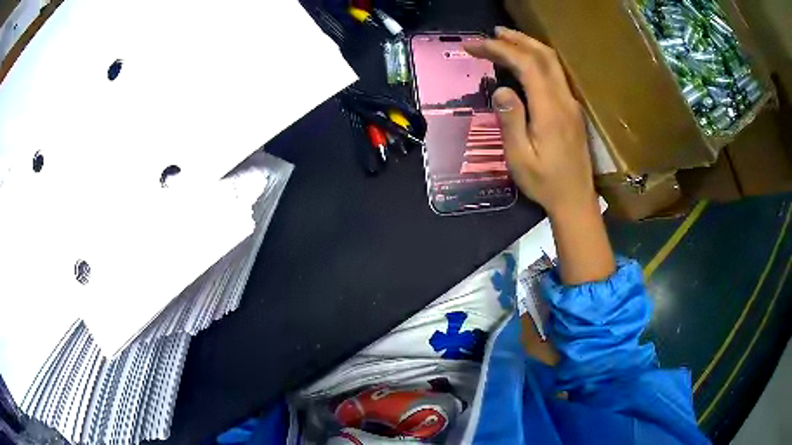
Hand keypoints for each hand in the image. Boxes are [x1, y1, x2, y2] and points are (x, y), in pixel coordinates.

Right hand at [466, 27, 614, 284]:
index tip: (474, 46)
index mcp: (550, 110)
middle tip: (491, 34)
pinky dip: (538, 60)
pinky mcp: (572, 110)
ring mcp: (571, 104)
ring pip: (552, 63)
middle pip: (544, 56)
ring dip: (529, 46)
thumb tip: (500, 89)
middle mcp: (564, 100)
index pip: (526, 65)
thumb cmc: (545, 183)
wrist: (575, 200)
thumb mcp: (520, 158)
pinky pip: (555, 74)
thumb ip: (511, 121)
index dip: (499, 49)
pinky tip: (526, 62)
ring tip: (506, 39)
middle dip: (516, 39)